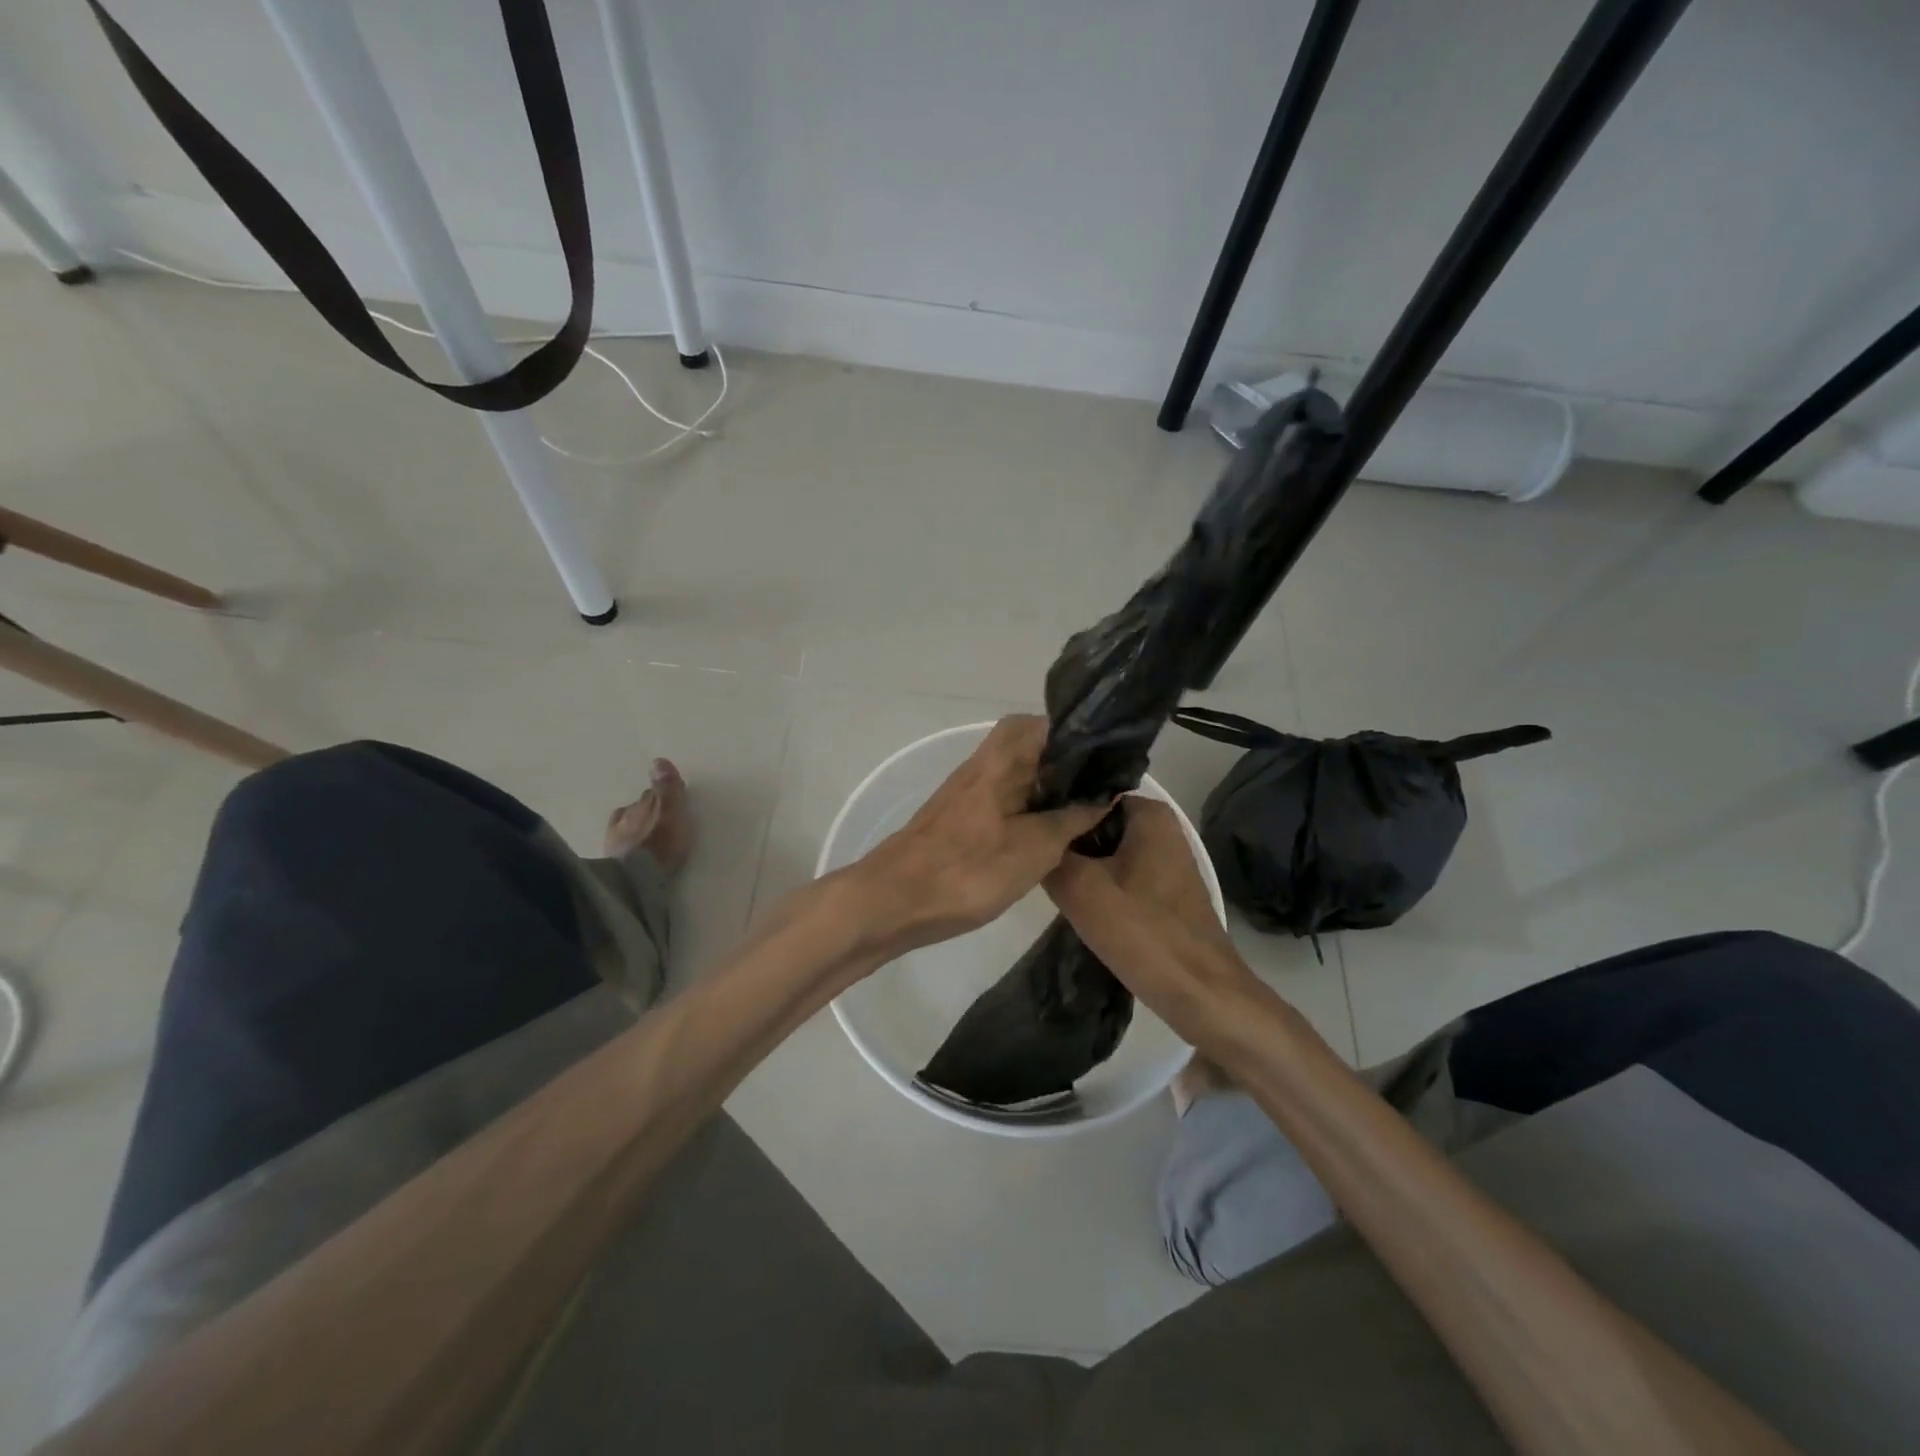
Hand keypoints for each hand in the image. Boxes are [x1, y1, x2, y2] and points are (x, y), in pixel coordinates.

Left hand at [853, 715, 1111, 958]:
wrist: (893, 902)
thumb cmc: (967, 870)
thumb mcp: (1034, 848)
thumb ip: (1071, 819)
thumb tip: (1104, 795)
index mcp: (999, 761)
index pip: (1039, 724)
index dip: (1074, 733)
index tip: (1105, 757)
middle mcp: (981, 768)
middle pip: (1027, 749)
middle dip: (1064, 766)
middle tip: (1097, 791)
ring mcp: (966, 794)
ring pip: (1015, 777)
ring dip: (1046, 790)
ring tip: (1082, 814)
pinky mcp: (957, 820)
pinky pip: (1002, 801)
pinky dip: (1026, 810)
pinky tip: (1044, 837)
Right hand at [1045, 797, 1259, 1044]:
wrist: (1200, 994)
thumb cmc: (1143, 933)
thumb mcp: (1080, 889)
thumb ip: (1050, 853)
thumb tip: (1031, 836)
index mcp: (1149, 813)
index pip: (1086, 793)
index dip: (1053, 808)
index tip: (1023, 826)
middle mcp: (1161, 827)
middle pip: (1094, 822)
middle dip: (1065, 838)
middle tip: (1027, 854)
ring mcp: (1164, 859)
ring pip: (1104, 850)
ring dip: (1078, 863)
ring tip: (1041, 874)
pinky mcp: (1162, 890)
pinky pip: (1118, 873)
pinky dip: (1096, 883)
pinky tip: (1072, 900)